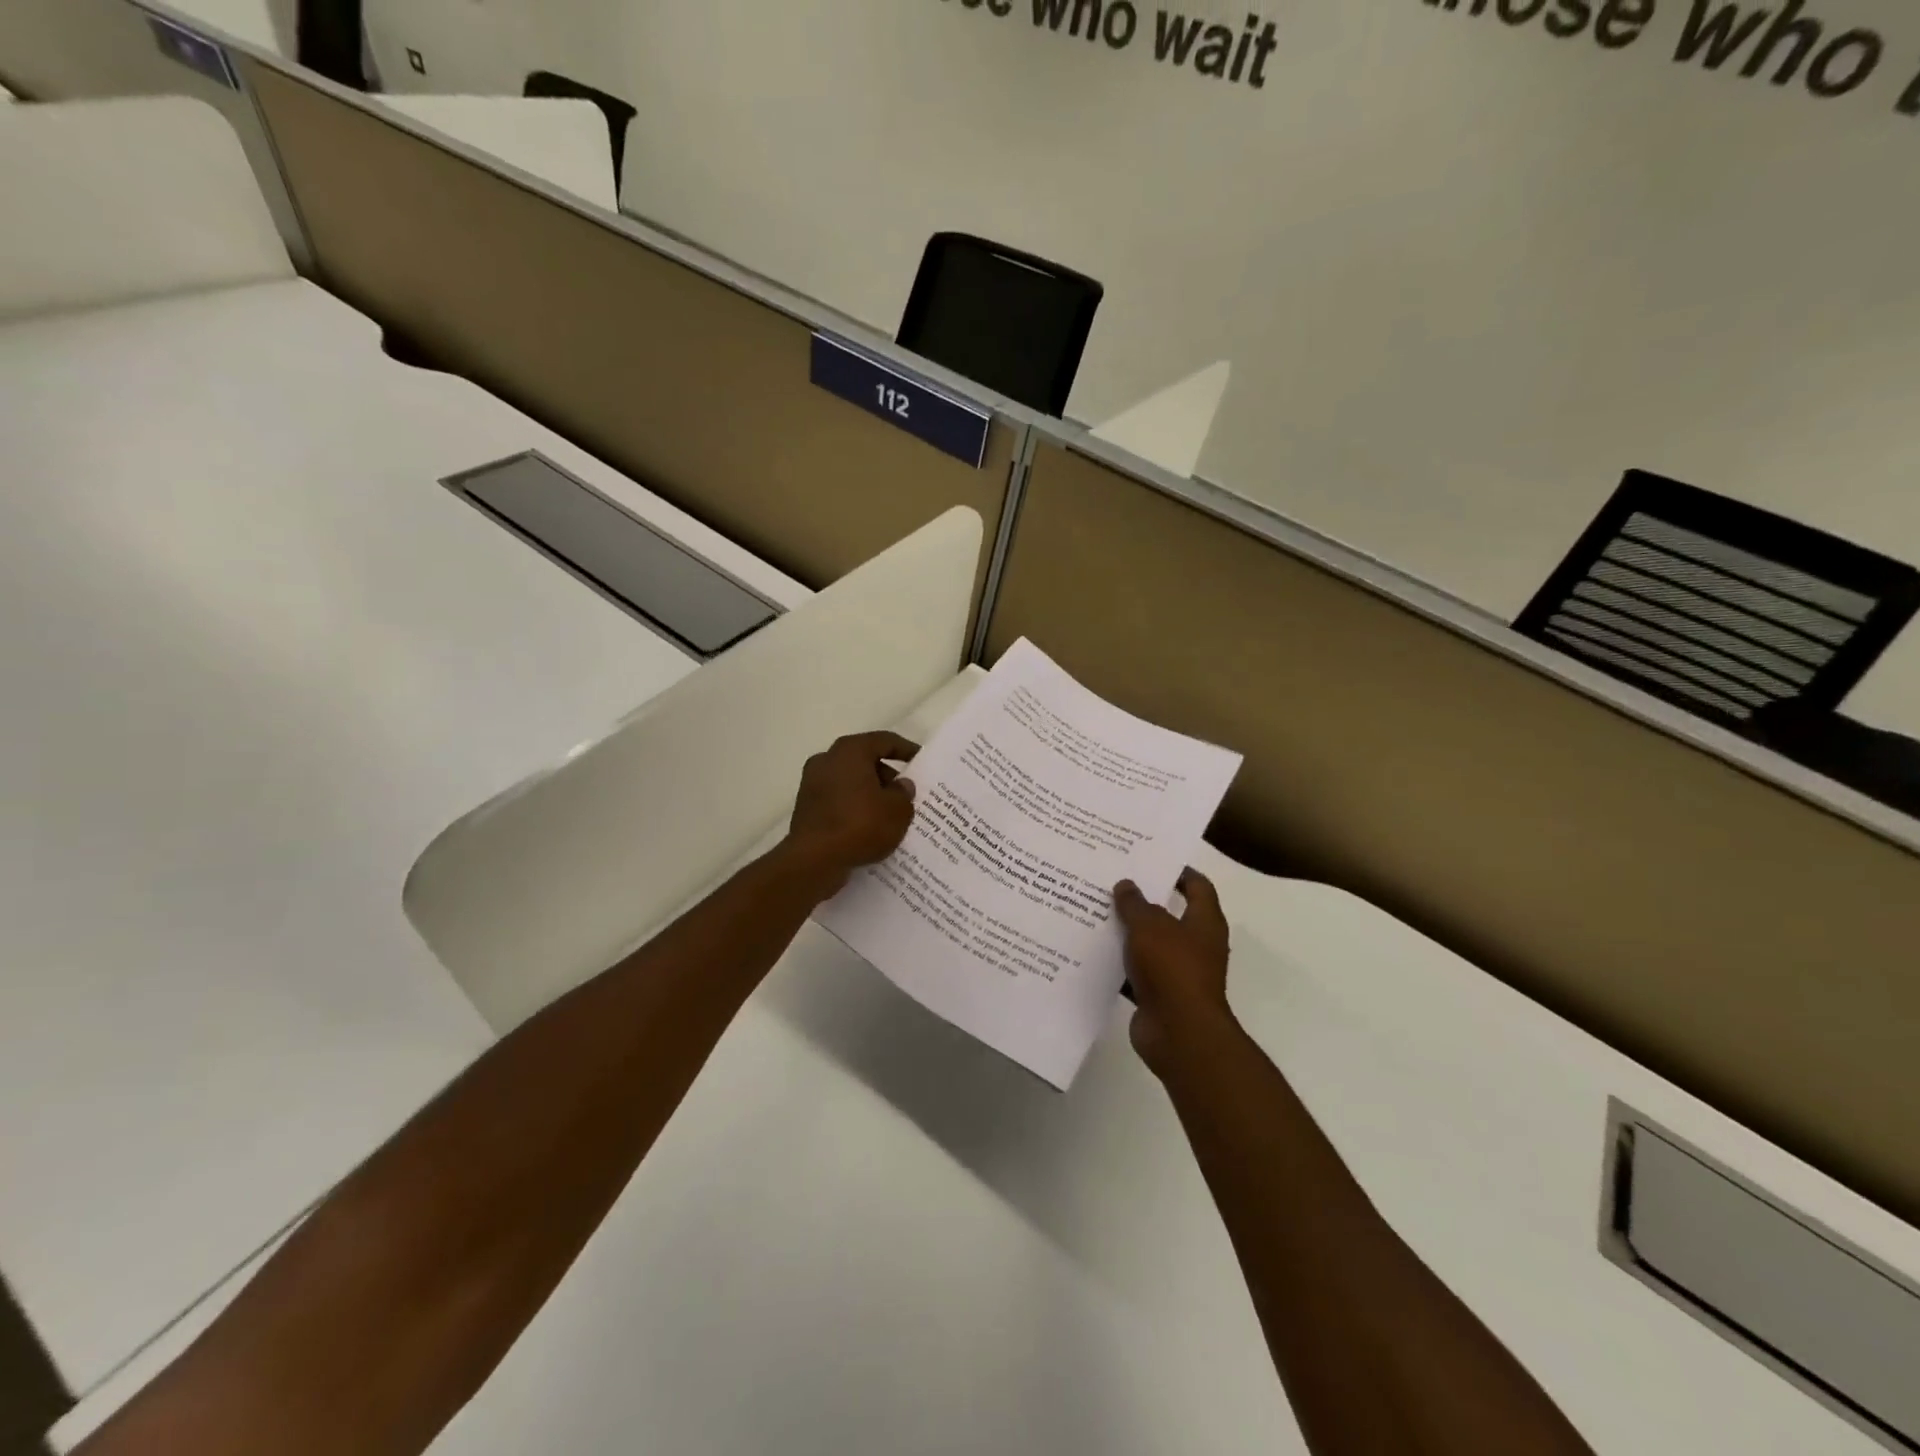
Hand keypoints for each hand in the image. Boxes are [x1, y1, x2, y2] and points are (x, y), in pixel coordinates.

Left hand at [784, 731, 919, 893]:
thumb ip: (904, 793)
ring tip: (890, 814)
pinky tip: (869, 827)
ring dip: (870, 794)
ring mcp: (812, 784)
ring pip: (850, 782)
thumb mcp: (898, 810)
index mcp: (850, 751)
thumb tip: (900, 785)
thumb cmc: (860, 825)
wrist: (814, 860)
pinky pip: (838, 801)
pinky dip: (854, 808)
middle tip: (906, 794)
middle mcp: (827, 760)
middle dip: (887, 776)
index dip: (905, 749)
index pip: (884, 741)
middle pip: (864, 761)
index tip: (920, 761)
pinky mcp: (806, 808)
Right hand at [1113, 868, 1234, 1076]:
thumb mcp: (1149, 926)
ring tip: (1094, 911)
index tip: (1151, 859)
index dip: (1179, 871)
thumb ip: (1135, 903)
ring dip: (1126, 932)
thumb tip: (1126, 885)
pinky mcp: (1158, 994)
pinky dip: (1117, 963)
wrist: (1179, 1033)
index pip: (1198, 887)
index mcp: (1204, 923)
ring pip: (1148, 944)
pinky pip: (1135, 972)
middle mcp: (1195, 945)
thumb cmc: (1172, 969)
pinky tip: (1090, 951)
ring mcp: (1177, 972)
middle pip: (1168, 914)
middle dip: (1142, 900)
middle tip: (1112, 881)